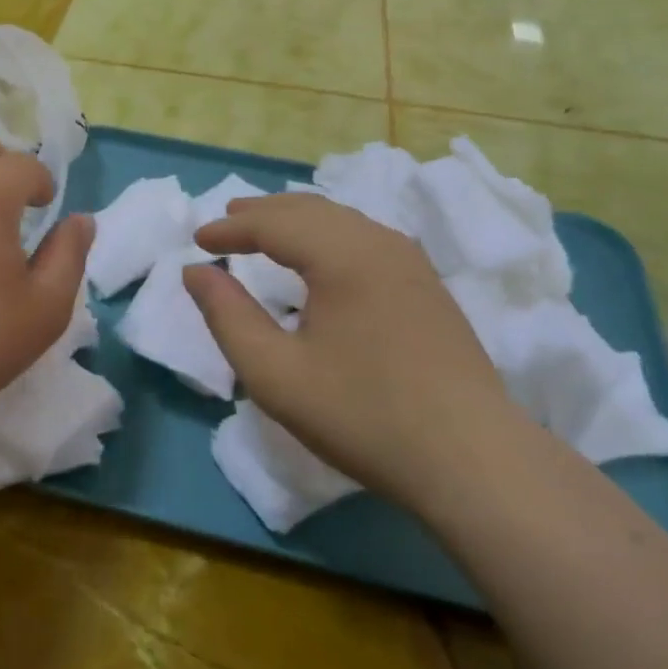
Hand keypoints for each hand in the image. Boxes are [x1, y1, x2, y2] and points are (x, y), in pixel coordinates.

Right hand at [185, 194, 516, 508]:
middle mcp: (379, 242)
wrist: (472, 459)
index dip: (231, 229)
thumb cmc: (362, 415)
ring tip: (265, 231)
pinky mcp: (427, 285)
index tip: (197, 240)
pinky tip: (320, 257)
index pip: (274, 223)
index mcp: (342, 255)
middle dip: (263, 213)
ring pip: (342, 220)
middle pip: (310, 209)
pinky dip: (328, 235)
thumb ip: (228, 316)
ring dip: (297, 220)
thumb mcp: (275, 374)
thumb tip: (196, 271)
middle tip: (226, 222)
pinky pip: (365, 238)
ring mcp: (411, 261)